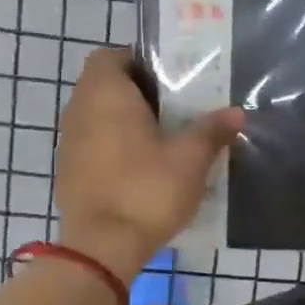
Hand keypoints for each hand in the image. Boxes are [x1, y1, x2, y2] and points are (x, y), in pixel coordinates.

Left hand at [54, 48, 243, 283]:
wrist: (101, 248)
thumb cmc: (146, 190)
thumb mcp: (190, 159)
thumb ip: (212, 130)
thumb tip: (236, 113)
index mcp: (105, 93)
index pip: (111, 56)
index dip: (138, 60)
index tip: (169, 78)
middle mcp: (79, 110)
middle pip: (106, 86)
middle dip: (138, 93)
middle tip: (176, 108)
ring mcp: (68, 143)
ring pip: (98, 117)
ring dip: (125, 122)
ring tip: (163, 139)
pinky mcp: (68, 172)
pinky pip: (93, 146)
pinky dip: (113, 148)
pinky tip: (142, 169)